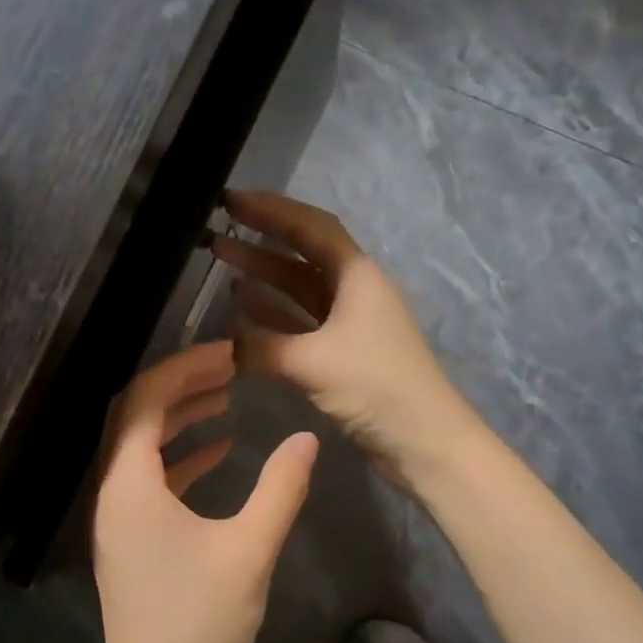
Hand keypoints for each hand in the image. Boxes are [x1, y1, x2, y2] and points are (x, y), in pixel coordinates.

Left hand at [92, 341, 318, 642]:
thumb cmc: (202, 621)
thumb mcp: (250, 550)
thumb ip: (280, 487)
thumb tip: (306, 438)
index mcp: (129, 486)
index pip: (144, 402)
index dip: (182, 369)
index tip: (226, 353)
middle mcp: (110, 494)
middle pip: (133, 417)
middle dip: (178, 385)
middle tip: (226, 368)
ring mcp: (114, 519)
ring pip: (138, 447)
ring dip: (177, 419)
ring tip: (225, 400)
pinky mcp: (127, 540)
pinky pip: (146, 479)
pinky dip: (177, 458)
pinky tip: (218, 453)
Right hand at [213, 189, 477, 482]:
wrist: (424, 442)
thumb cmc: (377, 387)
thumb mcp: (314, 362)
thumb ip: (261, 349)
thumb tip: (221, 349)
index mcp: (358, 276)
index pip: (311, 227)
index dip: (271, 210)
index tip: (230, 200)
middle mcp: (355, 291)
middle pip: (303, 254)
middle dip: (261, 240)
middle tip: (217, 227)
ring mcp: (350, 323)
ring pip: (299, 289)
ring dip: (263, 275)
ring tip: (221, 259)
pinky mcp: (343, 354)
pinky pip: (300, 323)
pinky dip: (273, 314)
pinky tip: (242, 308)